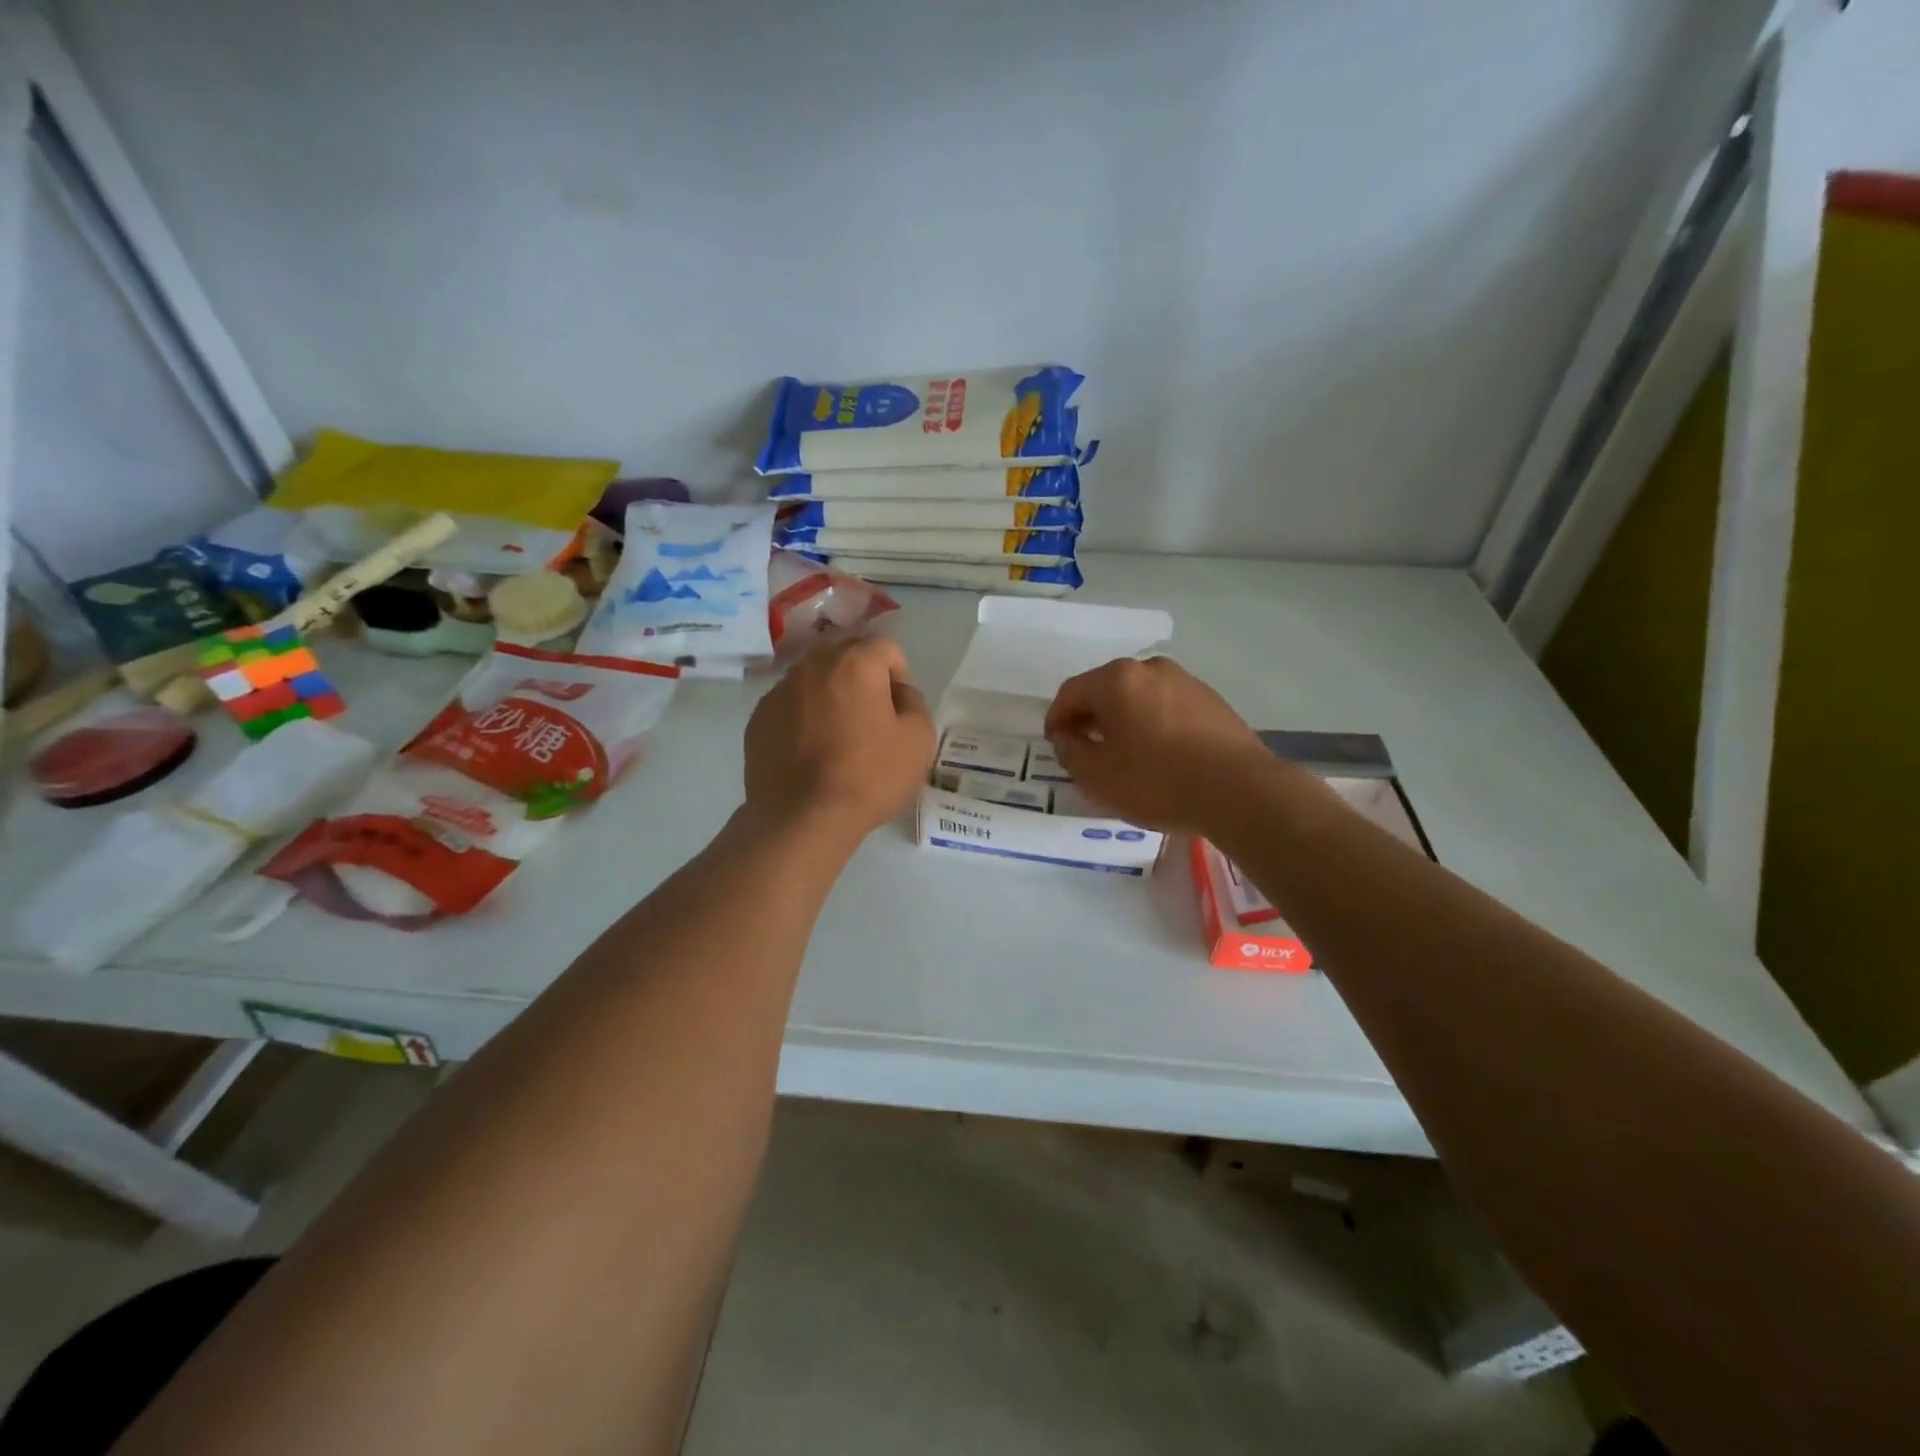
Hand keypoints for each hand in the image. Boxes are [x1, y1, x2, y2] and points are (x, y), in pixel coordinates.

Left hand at [743, 635, 935, 846]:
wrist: (802, 818)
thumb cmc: (868, 777)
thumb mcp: (918, 741)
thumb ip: (914, 702)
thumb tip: (896, 692)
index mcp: (855, 663)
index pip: (885, 647)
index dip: (897, 675)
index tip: (896, 710)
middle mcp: (813, 666)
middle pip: (845, 655)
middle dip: (861, 677)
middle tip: (869, 717)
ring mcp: (779, 691)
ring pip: (814, 679)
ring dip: (830, 695)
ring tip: (837, 737)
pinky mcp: (758, 718)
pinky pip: (790, 705)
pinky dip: (803, 717)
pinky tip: (810, 752)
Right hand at [1043, 656, 1279, 834]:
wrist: (1241, 791)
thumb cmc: (1158, 781)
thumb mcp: (1097, 776)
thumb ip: (1070, 752)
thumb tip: (1067, 736)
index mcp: (1117, 679)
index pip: (1070, 693)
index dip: (1056, 719)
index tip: (1056, 745)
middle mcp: (1150, 668)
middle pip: (1105, 689)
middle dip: (1090, 718)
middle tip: (1085, 750)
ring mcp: (1185, 681)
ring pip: (1138, 697)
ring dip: (1123, 721)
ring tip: (1123, 756)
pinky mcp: (1211, 700)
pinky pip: (1166, 707)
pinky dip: (1152, 725)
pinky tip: (1158, 755)